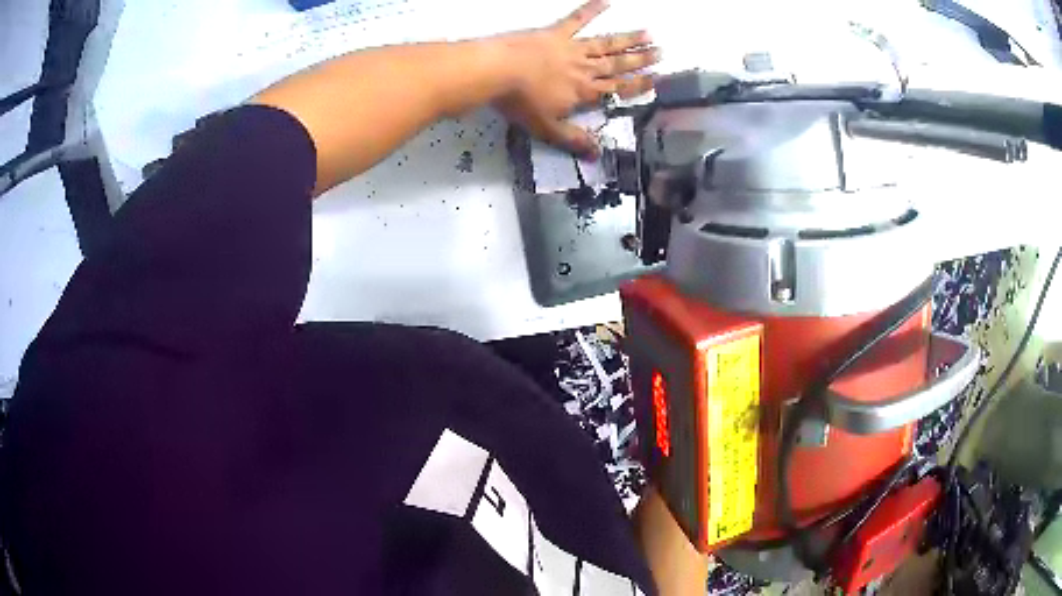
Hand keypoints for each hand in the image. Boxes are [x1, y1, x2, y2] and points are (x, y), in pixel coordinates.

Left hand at [496, 0, 659, 156]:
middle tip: (661, 52)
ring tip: (647, 33)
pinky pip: (577, 19)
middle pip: (617, 64)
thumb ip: (573, 140)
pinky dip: (592, 9)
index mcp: (585, 92)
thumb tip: (597, 156)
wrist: (499, 71)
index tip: (656, 79)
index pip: (617, 89)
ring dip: (627, 39)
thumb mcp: (547, 128)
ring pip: (606, 44)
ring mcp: (572, 48)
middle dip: (640, 59)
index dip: (638, 84)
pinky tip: (606, 1)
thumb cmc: (521, 102)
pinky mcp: (556, 33)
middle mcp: (585, 68)